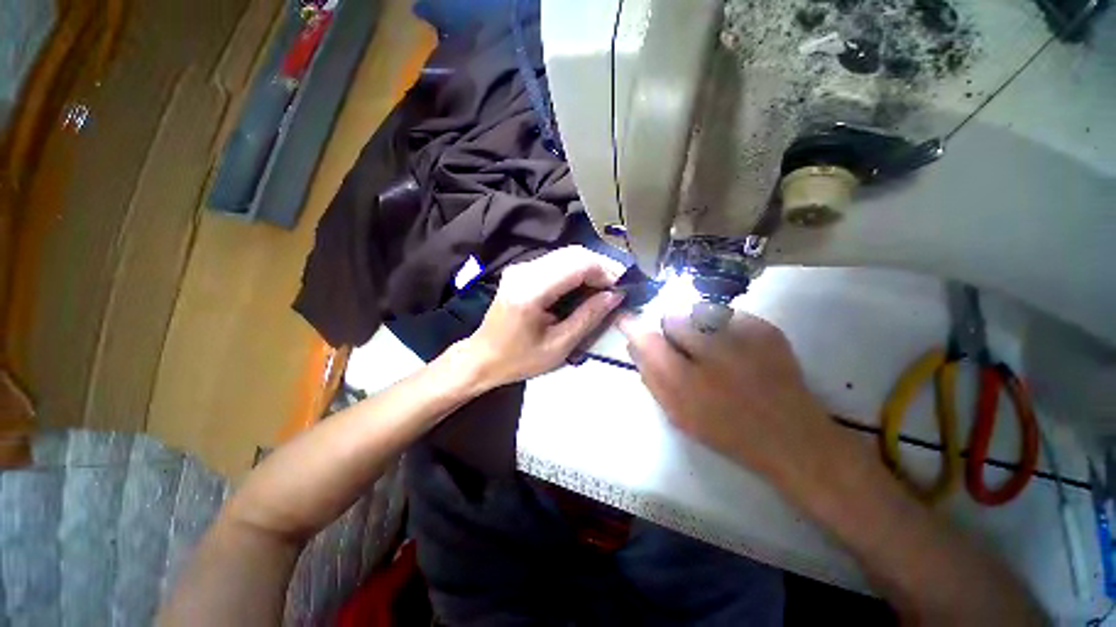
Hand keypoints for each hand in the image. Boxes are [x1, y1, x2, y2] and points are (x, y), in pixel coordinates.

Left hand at [462, 246, 625, 389]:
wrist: (483, 357)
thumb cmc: (519, 359)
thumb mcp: (559, 346)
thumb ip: (588, 317)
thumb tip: (615, 295)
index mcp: (531, 291)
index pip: (577, 264)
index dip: (605, 271)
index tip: (622, 288)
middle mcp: (524, 271)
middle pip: (573, 253)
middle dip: (600, 267)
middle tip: (616, 288)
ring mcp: (521, 267)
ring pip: (566, 254)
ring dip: (589, 268)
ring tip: (604, 289)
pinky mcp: (522, 270)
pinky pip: (556, 262)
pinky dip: (576, 271)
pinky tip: (584, 287)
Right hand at [619, 311, 843, 490]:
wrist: (791, 435)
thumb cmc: (725, 429)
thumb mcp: (676, 412)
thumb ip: (650, 375)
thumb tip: (634, 342)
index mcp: (685, 382)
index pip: (647, 339)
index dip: (633, 327)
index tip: (626, 320)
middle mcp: (712, 352)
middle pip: (673, 317)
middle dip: (672, 329)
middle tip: (685, 349)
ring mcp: (743, 336)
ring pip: (699, 312)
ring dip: (697, 326)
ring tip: (714, 351)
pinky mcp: (766, 328)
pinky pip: (727, 314)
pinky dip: (723, 327)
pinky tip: (737, 350)